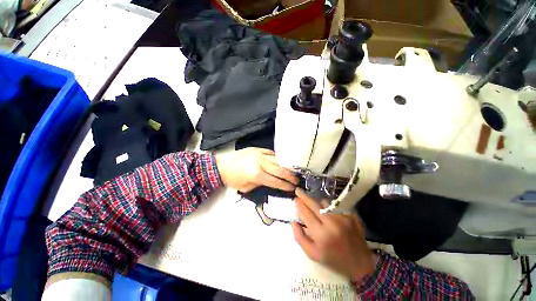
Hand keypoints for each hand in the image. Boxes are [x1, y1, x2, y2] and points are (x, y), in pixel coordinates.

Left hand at [215, 148, 298, 192]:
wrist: (221, 165)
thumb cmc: (232, 179)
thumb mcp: (246, 187)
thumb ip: (260, 184)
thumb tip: (271, 182)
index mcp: (257, 174)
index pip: (276, 181)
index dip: (286, 185)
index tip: (294, 188)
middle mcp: (261, 163)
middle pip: (280, 169)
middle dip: (290, 176)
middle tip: (297, 180)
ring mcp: (259, 154)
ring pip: (277, 159)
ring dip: (286, 166)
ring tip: (293, 170)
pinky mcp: (257, 149)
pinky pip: (271, 152)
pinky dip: (277, 157)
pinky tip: (281, 161)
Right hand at [291, 189, 376, 279]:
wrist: (359, 264)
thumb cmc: (333, 260)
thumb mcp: (313, 254)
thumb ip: (300, 237)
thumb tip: (293, 222)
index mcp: (321, 234)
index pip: (306, 214)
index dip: (299, 205)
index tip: (295, 199)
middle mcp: (332, 223)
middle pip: (314, 205)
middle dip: (304, 196)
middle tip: (298, 190)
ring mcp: (343, 218)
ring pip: (325, 202)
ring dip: (317, 202)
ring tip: (315, 206)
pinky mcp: (351, 216)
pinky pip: (335, 205)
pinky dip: (328, 206)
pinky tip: (327, 211)